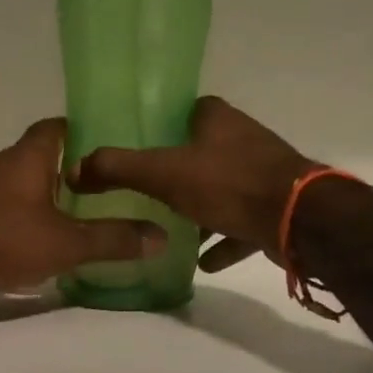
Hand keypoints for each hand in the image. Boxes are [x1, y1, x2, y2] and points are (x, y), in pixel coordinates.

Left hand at [0, 119, 166, 295]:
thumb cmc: (1, 236)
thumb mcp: (65, 242)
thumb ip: (112, 239)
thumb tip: (161, 236)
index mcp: (30, 156)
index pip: (60, 126)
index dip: (87, 130)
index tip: (115, 144)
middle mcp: (6, 165)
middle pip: (46, 156)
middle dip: (76, 169)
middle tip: (113, 185)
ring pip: (28, 183)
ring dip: (53, 195)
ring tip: (89, 213)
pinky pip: (12, 207)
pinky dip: (32, 216)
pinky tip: (49, 238)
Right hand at [69, 97, 318, 273]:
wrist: (299, 220)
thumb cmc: (228, 184)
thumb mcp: (162, 173)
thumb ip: (117, 168)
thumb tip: (74, 169)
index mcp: (217, 119)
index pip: (185, 110)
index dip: (162, 125)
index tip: (138, 146)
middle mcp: (243, 139)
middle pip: (203, 151)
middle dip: (178, 170)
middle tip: (146, 190)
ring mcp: (264, 174)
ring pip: (223, 189)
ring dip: (200, 209)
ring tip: (170, 229)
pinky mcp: (276, 208)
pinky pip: (241, 223)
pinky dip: (223, 240)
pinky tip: (204, 262)